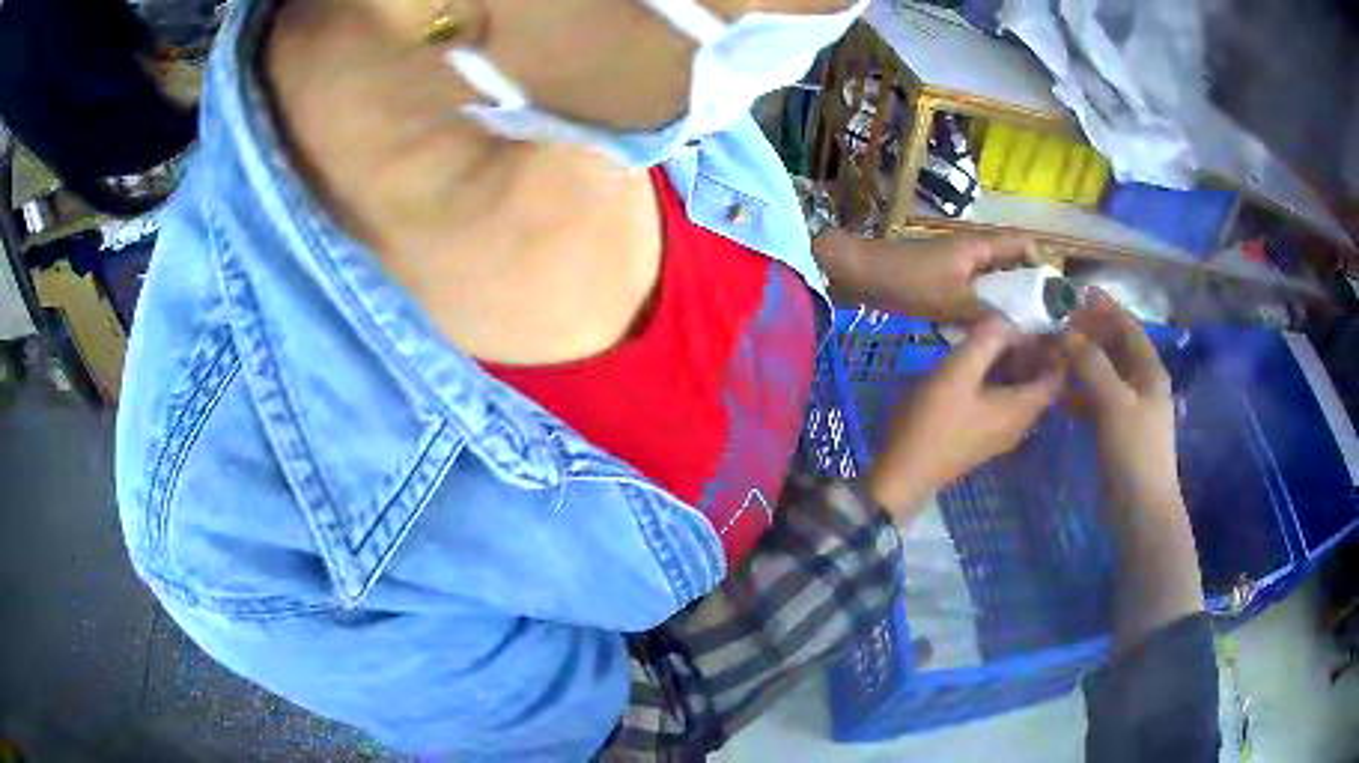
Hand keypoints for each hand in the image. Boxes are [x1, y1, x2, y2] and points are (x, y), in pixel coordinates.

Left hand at [816, 231, 1035, 321]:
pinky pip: (975, 295)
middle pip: (1011, 267)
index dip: (1043, 265)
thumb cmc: (909, 280)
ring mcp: (959, 267)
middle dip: (1028, 292)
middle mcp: (975, 253)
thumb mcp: (952, 300)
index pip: (1023, 246)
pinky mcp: (945, 282)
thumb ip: (987, 315)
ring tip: (1023, 335)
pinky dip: (985, 310)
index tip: (1055, 297)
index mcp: (981, 247)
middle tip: (1043, 326)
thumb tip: (1021, 333)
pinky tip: (990, 336)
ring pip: (993, 284)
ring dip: (1006, 304)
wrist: (862, 275)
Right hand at [866, 319, 1064, 514]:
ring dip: (1015, 368)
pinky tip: (979, 367)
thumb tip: (1007, 318)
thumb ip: (986, 341)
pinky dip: (1001, 382)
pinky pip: (1004, 404)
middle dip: (1034, 355)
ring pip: (1020, 395)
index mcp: (1020, 409)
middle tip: (1017, 324)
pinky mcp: (982, 438)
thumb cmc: (933, 422)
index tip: (1046, 323)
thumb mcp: (957, 372)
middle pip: (1038, 386)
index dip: (1057, 350)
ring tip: (997, 339)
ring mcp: (999, 434)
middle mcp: (1018, 424)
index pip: (1055, 378)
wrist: (903, 473)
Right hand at [1063, 290, 1180, 509]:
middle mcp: (1140, 383)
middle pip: (1114, 347)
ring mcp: (1128, 408)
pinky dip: (1078, 390)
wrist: (1140, 509)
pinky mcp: (1114, 430)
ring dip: (1080, 361)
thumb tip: (1066, 333)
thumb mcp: (1114, 403)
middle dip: (1088, 332)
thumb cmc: (1134, 451)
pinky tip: (1058, 391)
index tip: (1075, 294)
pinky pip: (1094, 399)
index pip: (1127, 326)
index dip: (1104, 307)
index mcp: (1149, 370)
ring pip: (1102, 373)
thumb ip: (1091, 364)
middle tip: (1056, 324)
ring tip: (1051, 353)